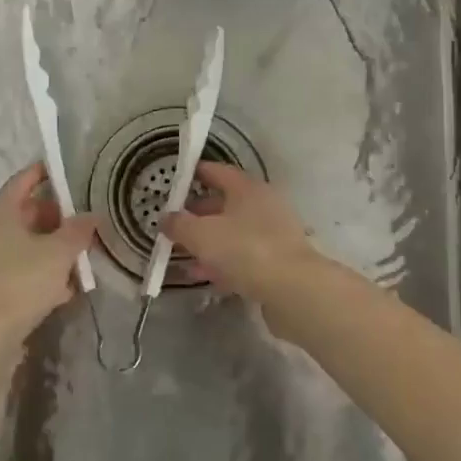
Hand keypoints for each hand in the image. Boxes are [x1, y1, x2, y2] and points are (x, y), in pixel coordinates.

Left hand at [0, 163, 96, 348]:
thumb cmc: (22, 282)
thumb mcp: (60, 253)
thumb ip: (78, 230)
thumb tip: (90, 216)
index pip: (24, 180)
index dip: (46, 173)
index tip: (67, 173)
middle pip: (23, 213)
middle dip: (54, 219)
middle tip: (81, 226)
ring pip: (20, 243)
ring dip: (48, 248)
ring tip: (76, 261)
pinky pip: (12, 267)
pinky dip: (34, 270)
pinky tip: (60, 289)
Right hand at [160, 162, 321, 306]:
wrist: (294, 290)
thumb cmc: (245, 250)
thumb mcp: (201, 235)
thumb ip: (179, 224)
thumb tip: (165, 218)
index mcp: (247, 188)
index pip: (218, 171)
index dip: (196, 174)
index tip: (177, 181)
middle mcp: (263, 205)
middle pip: (225, 204)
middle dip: (198, 215)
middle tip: (175, 226)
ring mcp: (274, 233)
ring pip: (234, 233)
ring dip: (209, 244)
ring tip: (184, 258)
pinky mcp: (279, 261)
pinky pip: (245, 256)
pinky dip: (224, 263)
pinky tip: (206, 277)